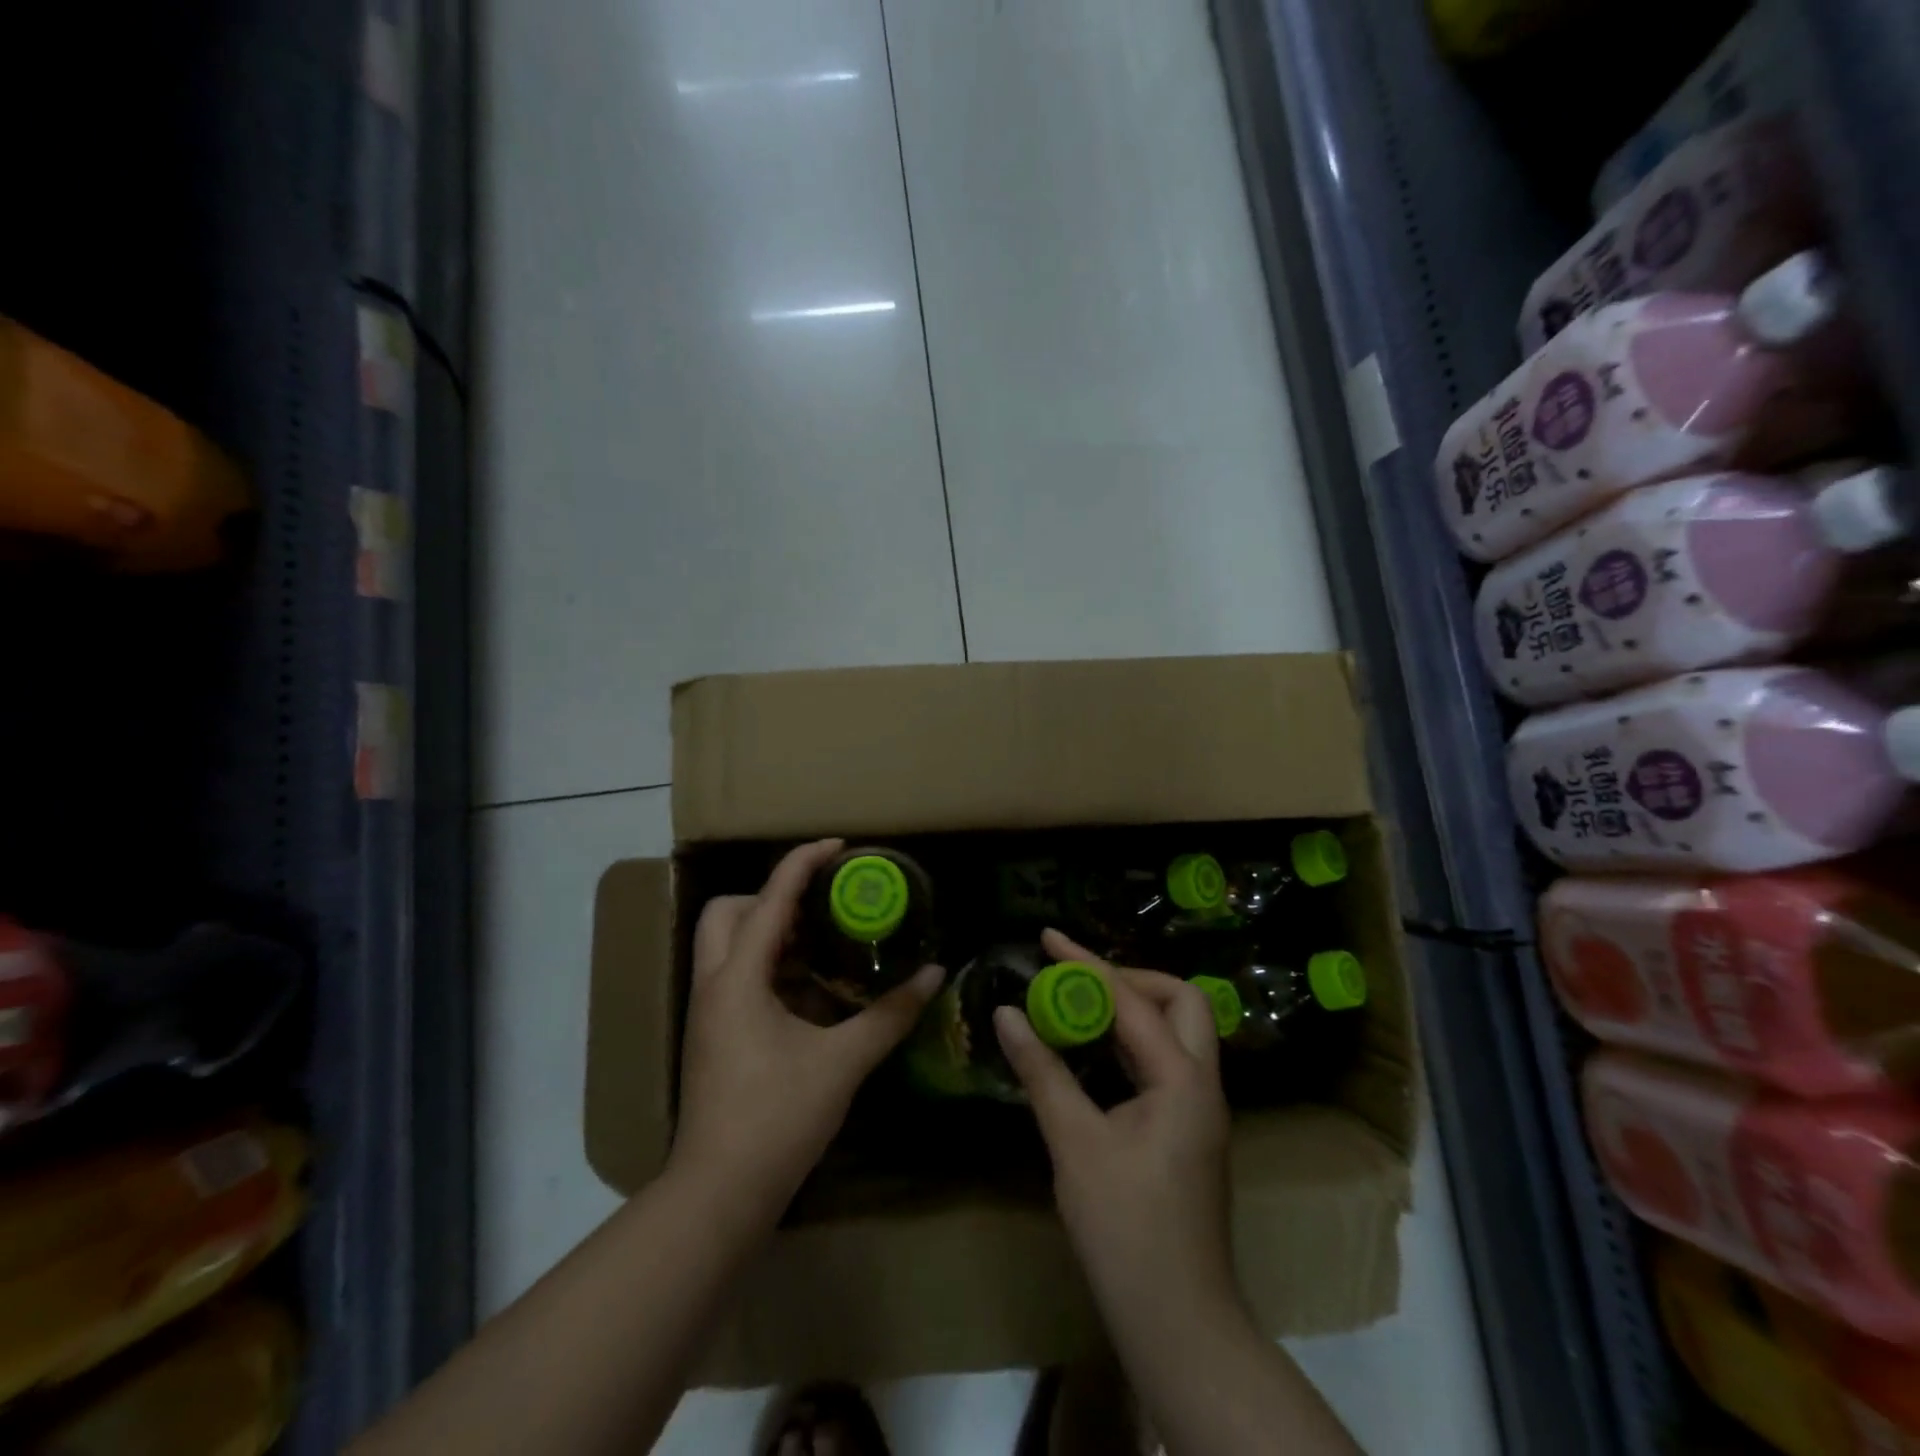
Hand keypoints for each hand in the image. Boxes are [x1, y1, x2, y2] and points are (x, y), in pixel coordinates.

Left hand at [670, 839, 943, 1215]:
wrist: (718, 1195)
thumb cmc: (776, 1118)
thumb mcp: (842, 1062)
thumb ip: (889, 1015)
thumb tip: (933, 976)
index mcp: (738, 978)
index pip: (770, 898)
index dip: (803, 863)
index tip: (839, 847)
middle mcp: (715, 984)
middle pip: (729, 910)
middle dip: (773, 897)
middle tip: (822, 907)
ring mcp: (710, 1011)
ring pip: (728, 944)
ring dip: (772, 932)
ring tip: (825, 940)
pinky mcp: (714, 1035)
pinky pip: (737, 976)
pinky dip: (771, 966)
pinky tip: (812, 990)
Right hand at [994, 929, 1237, 1326]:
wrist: (1177, 1321)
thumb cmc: (1125, 1228)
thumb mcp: (1074, 1143)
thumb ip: (1042, 1071)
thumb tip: (1007, 1013)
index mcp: (1182, 1079)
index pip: (1132, 1000)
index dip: (1086, 964)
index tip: (1047, 939)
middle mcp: (1202, 1083)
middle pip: (1181, 1001)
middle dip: (1129, 977)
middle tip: (1078, 977)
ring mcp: (1200, 1109)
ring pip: (1176, 1031)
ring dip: (1131, 1007)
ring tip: (1079, 1000)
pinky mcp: (1188, 1130)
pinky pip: (1164, 1061)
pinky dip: (1131, 1041)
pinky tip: (1095, 1049)